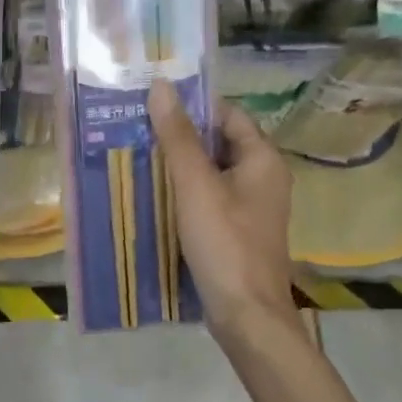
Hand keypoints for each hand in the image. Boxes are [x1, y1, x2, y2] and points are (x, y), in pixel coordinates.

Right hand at [148, 80, 297, 340]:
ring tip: (138, 155)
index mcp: (263, 159)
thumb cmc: (224, 242)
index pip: (227, 114)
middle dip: (181, 136)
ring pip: (212, 172)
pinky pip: (210, 198)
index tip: (154, 104)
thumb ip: (178, 136)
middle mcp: (263, 177)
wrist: (246, 315)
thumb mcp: (195, 185)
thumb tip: (161, 86)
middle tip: (137, 128)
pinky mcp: (238, 230)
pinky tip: (154, 194)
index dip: (193, 106)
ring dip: (180, 165)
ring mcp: (252, 206)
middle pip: (219, 142)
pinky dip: (185, 192)